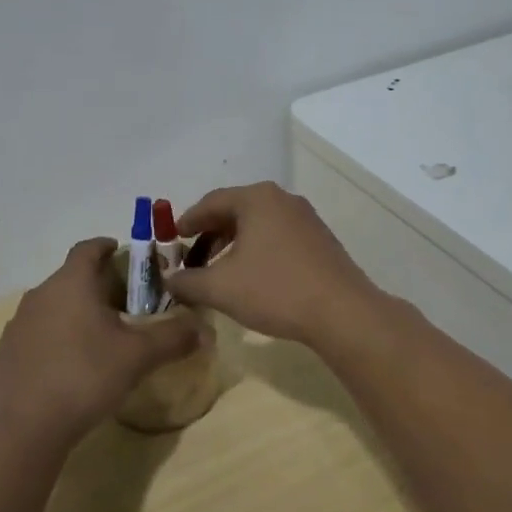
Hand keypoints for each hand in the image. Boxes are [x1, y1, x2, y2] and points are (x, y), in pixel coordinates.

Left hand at [0, 237, 203, 449]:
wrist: (24, 428)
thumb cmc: (85, 376)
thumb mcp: (138, 357)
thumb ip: (172, 338)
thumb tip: (204, 328)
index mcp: (71, 283)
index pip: (87, 249)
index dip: (106, 246)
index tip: (121, 252)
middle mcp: (40, 295)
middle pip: (70, 278)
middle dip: (95, 284)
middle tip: (122, 303)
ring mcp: (18, 325)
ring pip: (51, 307)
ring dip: (72, 313)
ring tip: (97, 335)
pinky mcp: (5, 354)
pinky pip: (35, 335)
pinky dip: (53, 339)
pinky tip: (67, 366)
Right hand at [165, 182, 381, 343]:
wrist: (342, 312)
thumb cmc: (275, 290)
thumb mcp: (220, 288)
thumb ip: (187, 281)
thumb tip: (169, 281)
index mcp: (257, 198)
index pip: (211, 202)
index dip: (188, 220)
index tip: (173, 238)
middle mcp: (282, 199)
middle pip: (235, 210)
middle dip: (211, 234)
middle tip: (193, 257)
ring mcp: (305, 218)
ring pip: (258, 224)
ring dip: (234, 243)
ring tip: (219, 270)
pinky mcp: (320, 239)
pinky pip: (277, 236)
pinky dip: (257, 249)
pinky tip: (251, 276)